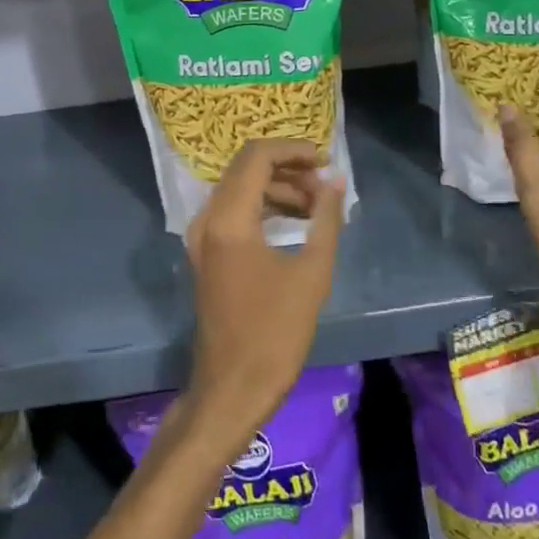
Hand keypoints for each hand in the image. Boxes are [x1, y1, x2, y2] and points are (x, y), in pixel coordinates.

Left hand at [185, 140, 343, 442]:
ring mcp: (202, 237)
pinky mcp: (207, 253)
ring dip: (278, 189)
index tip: (326, 160)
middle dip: (288, 168)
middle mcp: (208, 218)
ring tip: (318, 206)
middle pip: (246, 168)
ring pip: (240, 189)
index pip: (257, 157)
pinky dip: (264, 207)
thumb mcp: (312, 273)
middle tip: (325, 185)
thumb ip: (325, 219)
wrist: (232, 389)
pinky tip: (296, 222)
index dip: (293, 150)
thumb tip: (336, 182)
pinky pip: (234, 212)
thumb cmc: (275, 333)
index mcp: (228, 219)